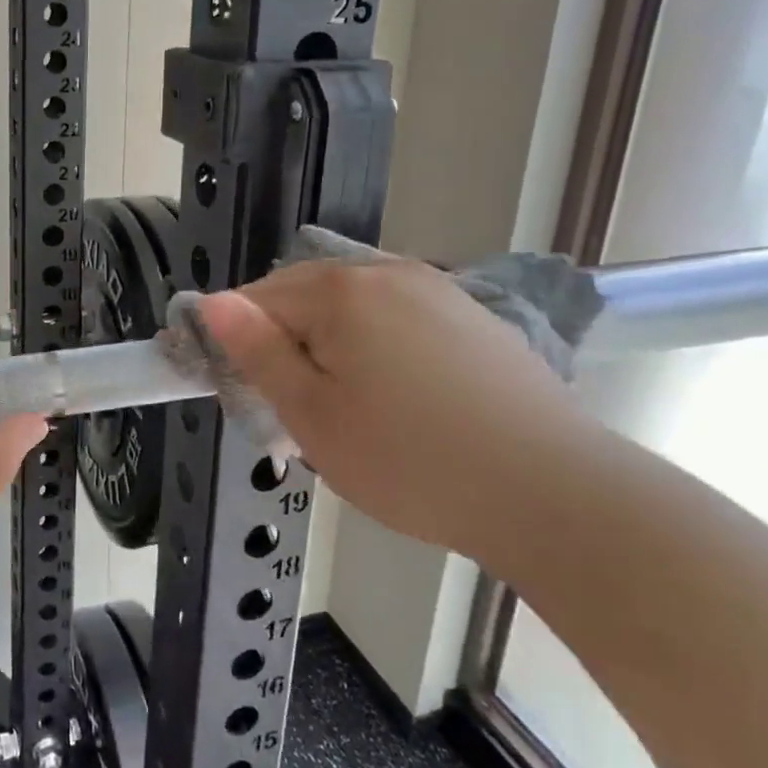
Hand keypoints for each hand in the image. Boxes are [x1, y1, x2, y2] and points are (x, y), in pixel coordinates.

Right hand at [196, 259, 590, 560]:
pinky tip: (398, 401)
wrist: (555, 495)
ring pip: (352, 309)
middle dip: (285, 343)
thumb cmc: (411, 461)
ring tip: (345, 409)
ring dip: (330, 347)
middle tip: (292, 411)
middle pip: (304, 296)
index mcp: (339, 290)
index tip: (241, 392)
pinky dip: (376, 349)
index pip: (256, 299)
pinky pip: (397, 320)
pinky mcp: (472, 318)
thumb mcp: (312, 415)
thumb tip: (212, 302)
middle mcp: (387, 272)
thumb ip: (257, 352)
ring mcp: (437, 290)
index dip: (237, 342)